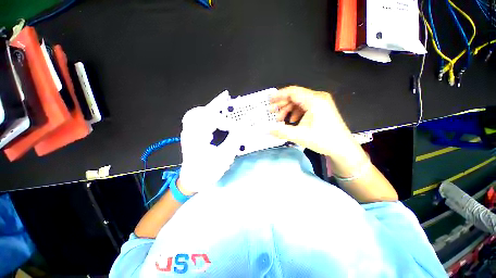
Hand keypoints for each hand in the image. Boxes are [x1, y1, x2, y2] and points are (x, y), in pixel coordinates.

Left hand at [179, 91, 240, 193]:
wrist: (192, 181)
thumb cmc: (207, 171)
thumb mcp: (224, 157)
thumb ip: (234, 139)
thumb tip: (244, 126)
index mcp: (196, 137)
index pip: (212, 120)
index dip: (228, 122)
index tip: (239, 129)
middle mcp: (189, 131)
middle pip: (200, 111)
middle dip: (215, 105)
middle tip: (227, 99)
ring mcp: (188, 132)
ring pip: (197, 113)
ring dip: (210, 107)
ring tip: (223, 102)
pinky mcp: (191, 134)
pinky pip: (197, 119)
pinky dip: (207, 113)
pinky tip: (215, 113)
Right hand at [269, 86, 354, 156]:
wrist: (343, 148)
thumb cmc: (323, 140)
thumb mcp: (299, 136)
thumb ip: (281, 131)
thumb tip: (267, 130)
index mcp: (314, 101)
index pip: (292, 92)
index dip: (279, 95)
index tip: (269, 100)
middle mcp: (318, 97)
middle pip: (295, 96)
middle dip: (281, 104)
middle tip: (271, 112)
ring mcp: (321, 102)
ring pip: (299, 101)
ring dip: (288, 109)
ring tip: (280, 119)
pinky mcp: (322, 108)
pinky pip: (305, 106)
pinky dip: (295, 112)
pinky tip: (292, 121)